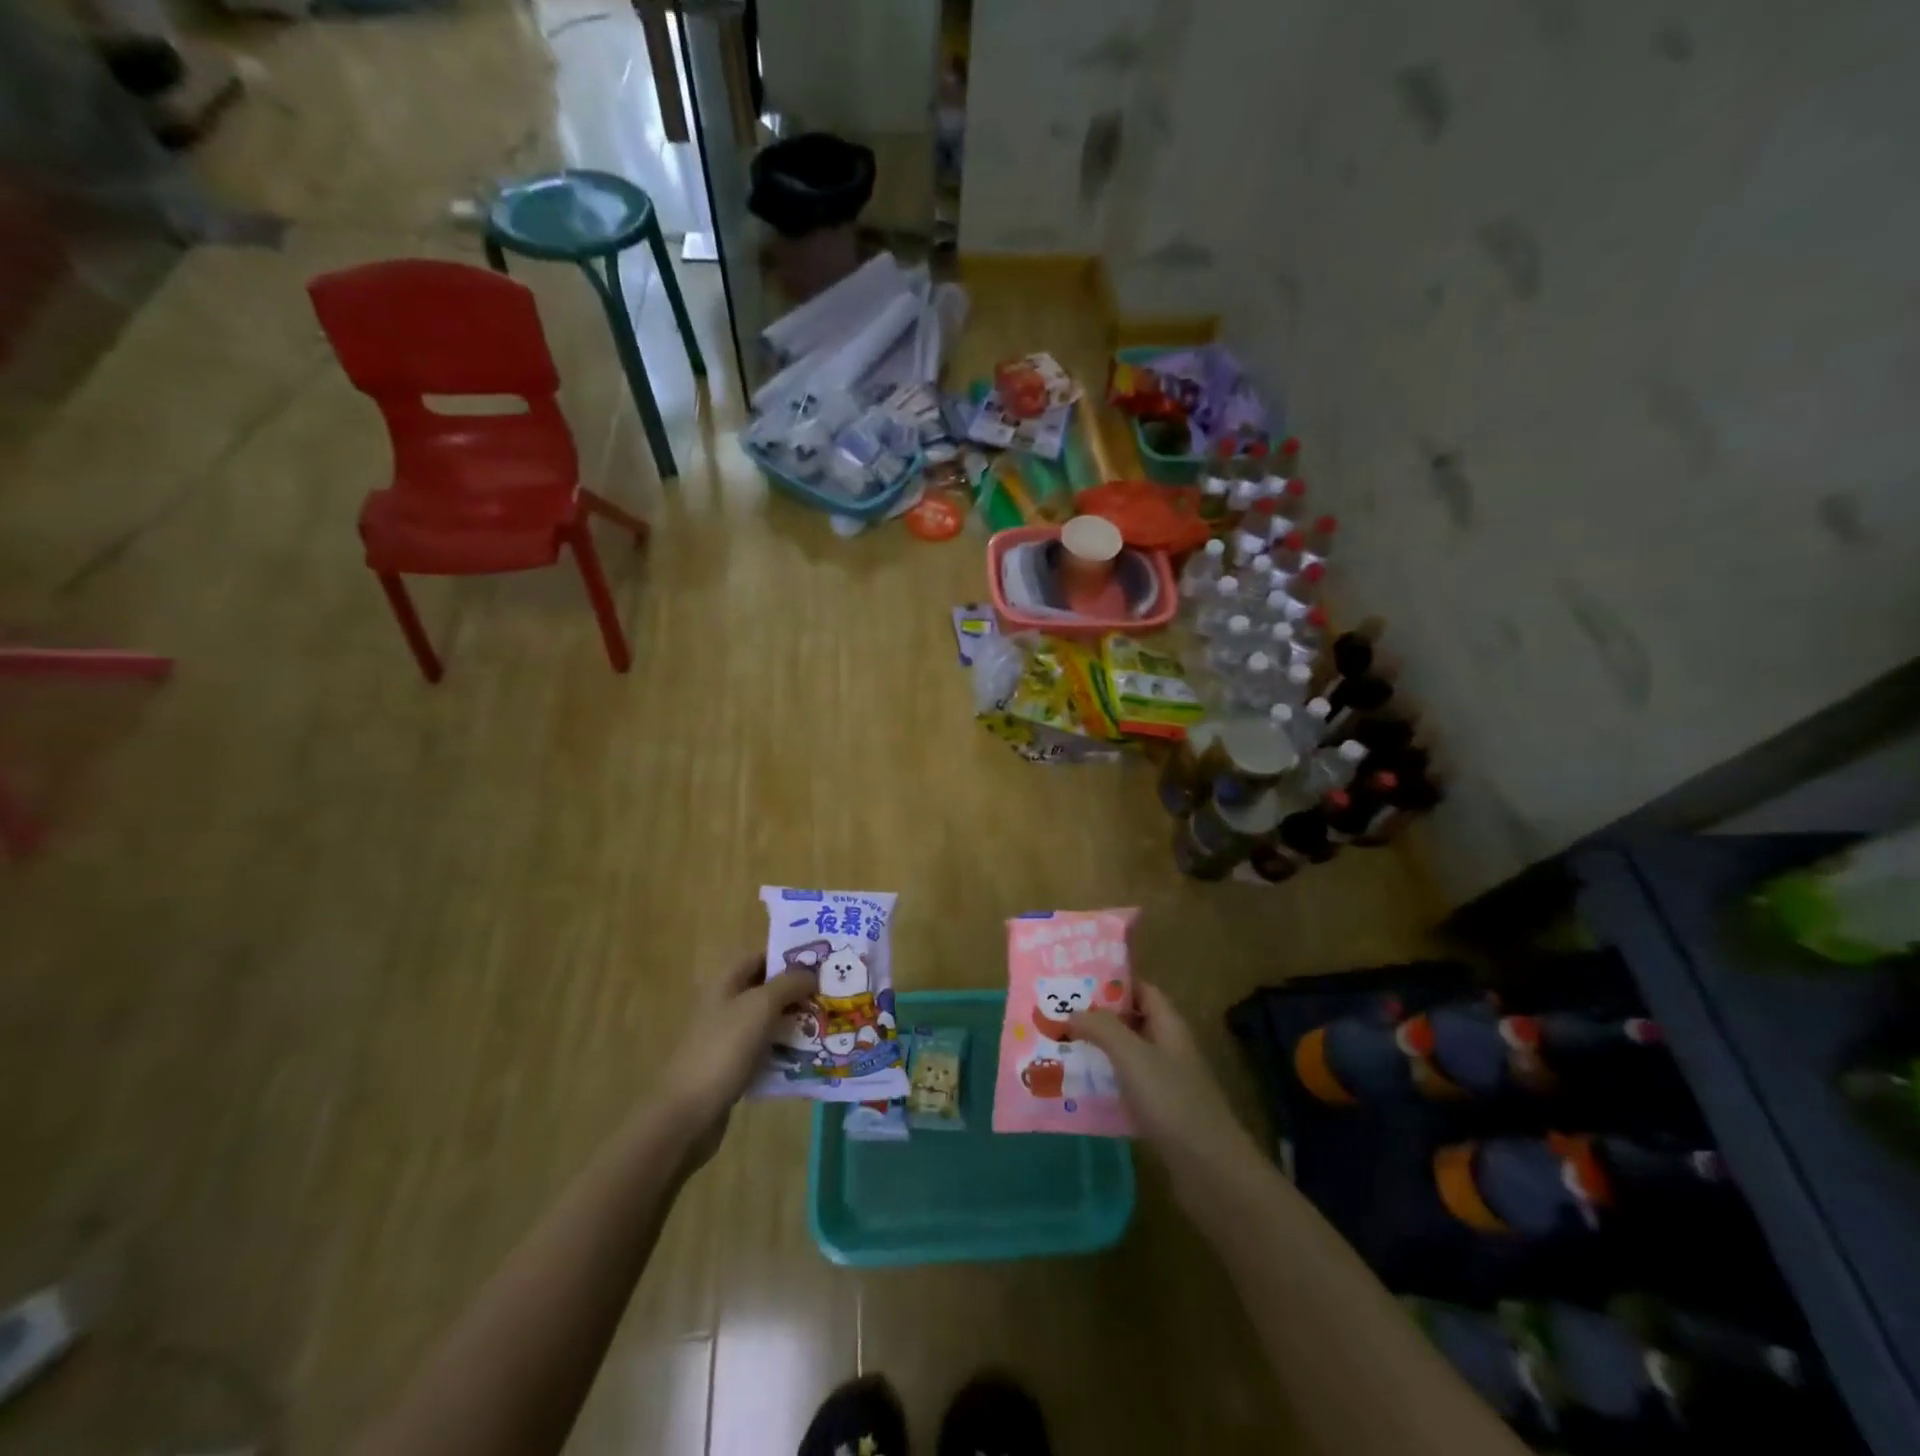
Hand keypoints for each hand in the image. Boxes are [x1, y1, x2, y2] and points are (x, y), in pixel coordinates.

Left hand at [666, 954, 817, 1167]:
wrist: (689, 1114)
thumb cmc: (724, 1049)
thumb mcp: (760, 1006)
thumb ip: (789, 983)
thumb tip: (811, 972)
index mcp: (725, 984)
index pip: (759, 958)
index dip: (787, 957)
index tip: (821, 964)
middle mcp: (724, 1006)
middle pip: (765, 990)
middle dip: (797, 992)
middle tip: (831, 996)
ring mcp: (726, 1039)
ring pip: (767, 1022)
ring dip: (794, 1022)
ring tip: (827, 1025)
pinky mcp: (732, 1068)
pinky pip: (764, 1051)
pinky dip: (784, 1051)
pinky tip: (808, 1057)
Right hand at [1071, 982, 1262, 1196]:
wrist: (1210, 1170)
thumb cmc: (1172, 1101)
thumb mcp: (1133, 1056)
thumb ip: (1103, 1028)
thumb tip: (1074, 1011)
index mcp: (1169, 1026)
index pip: (1142, 990)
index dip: (1113, 983)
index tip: (1076, 983)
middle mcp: (1169, 1048)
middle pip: (1131, 1022)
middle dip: (1097, 1018)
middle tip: (1058, 1016)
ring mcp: (1166, 1082)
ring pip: (1126, 1056)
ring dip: (1097, 1052)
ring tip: (1058, 1049)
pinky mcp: (1159, 1113)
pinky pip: (1126, 1087)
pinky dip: (1104, 1084)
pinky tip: (1077, 1091)